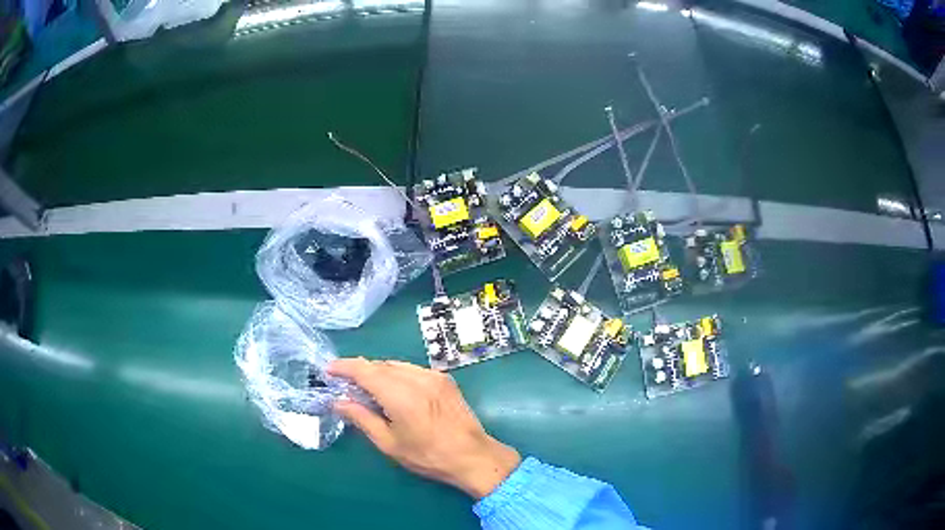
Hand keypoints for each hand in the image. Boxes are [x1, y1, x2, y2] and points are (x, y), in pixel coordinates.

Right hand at [327, 358, 520, 498]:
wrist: (473, 456)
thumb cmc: (428, 456)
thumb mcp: (389, 443)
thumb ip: (362, 419)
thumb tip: (339, 402)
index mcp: (401, 395)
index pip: (365, 370)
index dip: (344, 367)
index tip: (329, 370)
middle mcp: (417, 378)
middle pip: (380, 365)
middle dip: (360, 370)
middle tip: (346, 384)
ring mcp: (434, 376)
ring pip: (397, 365)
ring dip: (378, 371)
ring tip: (367, 388)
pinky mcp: (445, 379)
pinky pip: (413, 369)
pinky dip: (397, 374)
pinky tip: (393, 389)